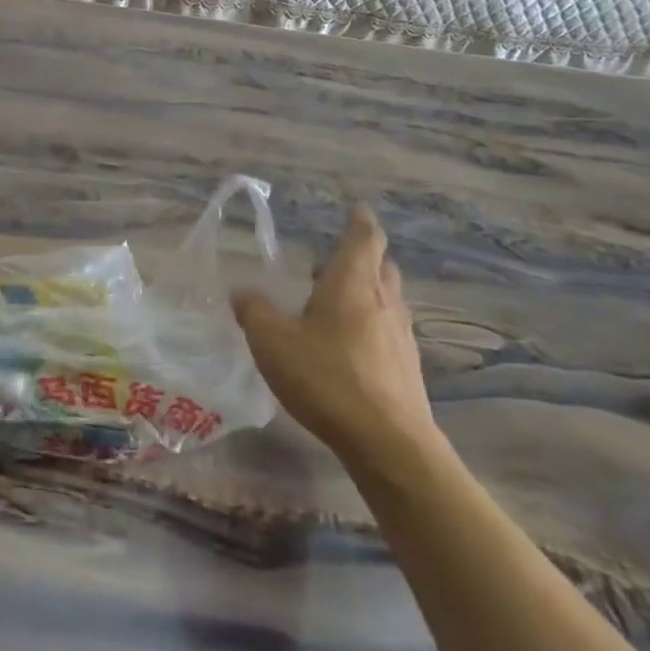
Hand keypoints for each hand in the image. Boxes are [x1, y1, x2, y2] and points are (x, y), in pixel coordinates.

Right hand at [233, 205, 438, 469]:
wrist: (387, 441)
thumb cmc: (326, 377)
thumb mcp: (272, 341)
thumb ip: (254, 311)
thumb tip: (242, 290)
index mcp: (352, 283)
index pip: (364, 238)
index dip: (360, 221)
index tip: (357, 209)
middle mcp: (383, 301)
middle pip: (380, 266)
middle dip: (360, 257)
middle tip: (330, 262)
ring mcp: (400, 335)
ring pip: (387, 298)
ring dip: (365, 291)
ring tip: (333, 303)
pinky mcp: (406, 366)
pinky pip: (388, 329)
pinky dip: (370, 323)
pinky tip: (347, 345)